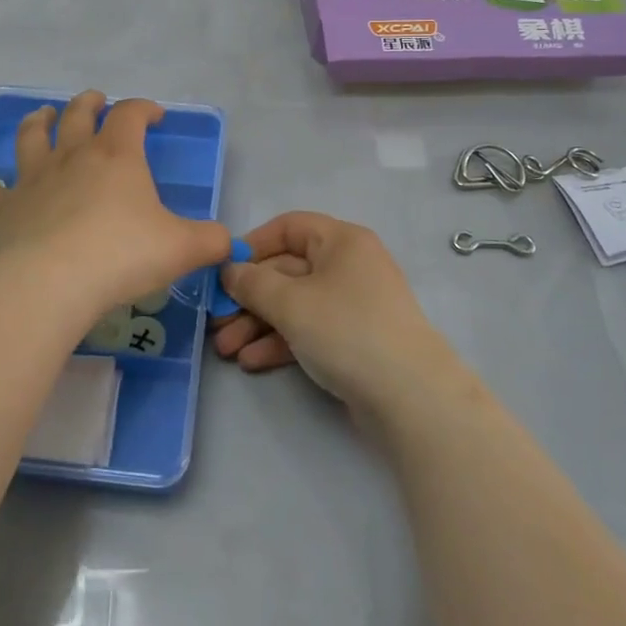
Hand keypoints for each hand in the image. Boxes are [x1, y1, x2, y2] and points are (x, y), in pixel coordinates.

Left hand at [0, 92, 230, 324]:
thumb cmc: (124, 255)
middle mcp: (74, 157)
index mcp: (117, 156)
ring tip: (43, 115)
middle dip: (90, 104)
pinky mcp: (3, 210)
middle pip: (79, 115)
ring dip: (38, 122)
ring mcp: (34, 180)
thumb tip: (231, 243)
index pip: (131, 115)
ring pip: (32, 138)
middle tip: (96, 100)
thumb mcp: (183, 248)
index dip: (144, 108)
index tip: (155, 115)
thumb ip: (212, 241)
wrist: (55, 282)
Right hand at [213, 213, 460, 417]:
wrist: (410, 398)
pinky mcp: (353, 341)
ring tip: (225, 349)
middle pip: (287, 270)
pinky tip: (251, 362)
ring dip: (257, 324)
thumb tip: (230, 271)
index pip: (288, 228)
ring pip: (294, 304)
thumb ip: (253, 283)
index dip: (253, 245)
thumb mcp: (291, 303)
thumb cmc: (347, 331)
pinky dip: (280, 342)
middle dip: (248, 297)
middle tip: (215, 322)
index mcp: (341, 241)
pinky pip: (308, 330)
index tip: (223, 271)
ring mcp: (352, 305)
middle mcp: (348, 266)